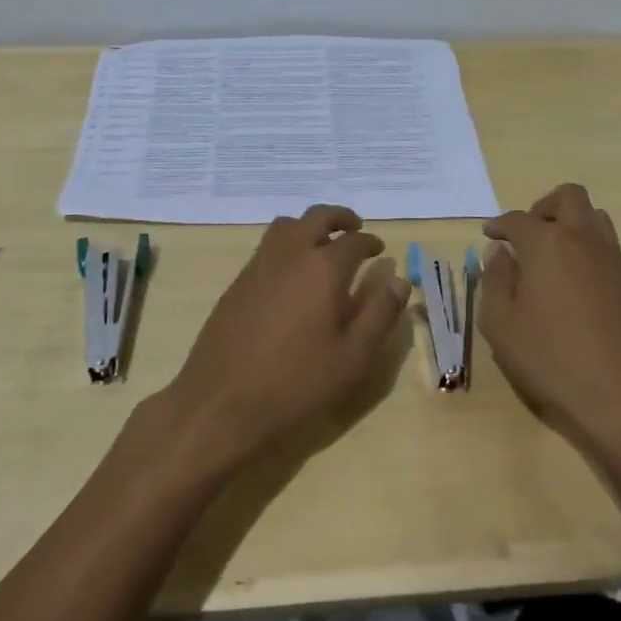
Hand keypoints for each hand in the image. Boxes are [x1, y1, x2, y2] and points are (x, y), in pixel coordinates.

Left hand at [163, 205, 409, 466]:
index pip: (354, 241)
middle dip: (340, 218)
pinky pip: (266, 247)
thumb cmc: (297, 384)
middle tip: (355, 229)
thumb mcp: (353, 357)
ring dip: (309, 226)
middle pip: (316, 217)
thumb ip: (379, 313)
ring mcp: (258, 266)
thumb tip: (399, 279)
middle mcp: (289, 256)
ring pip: (286, 226)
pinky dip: (286, 245)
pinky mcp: (236, 284)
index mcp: (323, 269)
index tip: (380, 251)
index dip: (371, 242)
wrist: (221, 403)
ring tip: (322, 246)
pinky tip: (292, 275)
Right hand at [477, 184, 620, 449]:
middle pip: (568, 196)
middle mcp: (582, 240)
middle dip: (542, 207)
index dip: (498, 225)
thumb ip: (495, 280)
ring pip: (594, 217)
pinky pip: (607, 246)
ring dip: (570, 224)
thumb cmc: (550, 359)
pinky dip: (586, 249)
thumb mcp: (501, 324)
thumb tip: (499, 253)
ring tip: (550, 256)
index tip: (489, 235)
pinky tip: (571, 283)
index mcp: (546, 245)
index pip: (517, 219)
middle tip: (526, 235)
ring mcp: (612, 259)